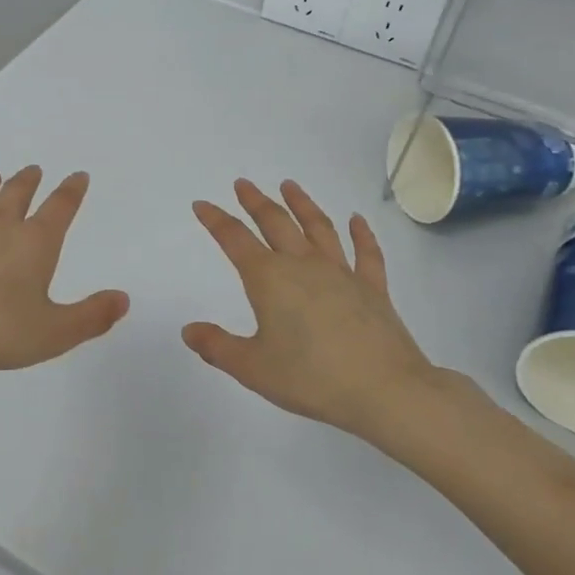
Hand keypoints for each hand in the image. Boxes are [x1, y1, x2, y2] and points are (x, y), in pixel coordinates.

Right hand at [185, 178, 450, 440]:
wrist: (384, 390)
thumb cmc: (311, 378)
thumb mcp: (253, 368)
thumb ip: (218, 347)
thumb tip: (189, 330)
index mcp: (269, 279)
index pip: (235, 240)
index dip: (216, 220)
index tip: (202, 204)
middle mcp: (303, 265)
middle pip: (275, 223)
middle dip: (256, 201)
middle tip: (243, 184)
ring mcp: (341, 273)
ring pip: (318, 228)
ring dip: (302, 204)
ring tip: (290, 186)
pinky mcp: (373, 288)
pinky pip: (366, 254)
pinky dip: (362, 234)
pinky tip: (357, 220)